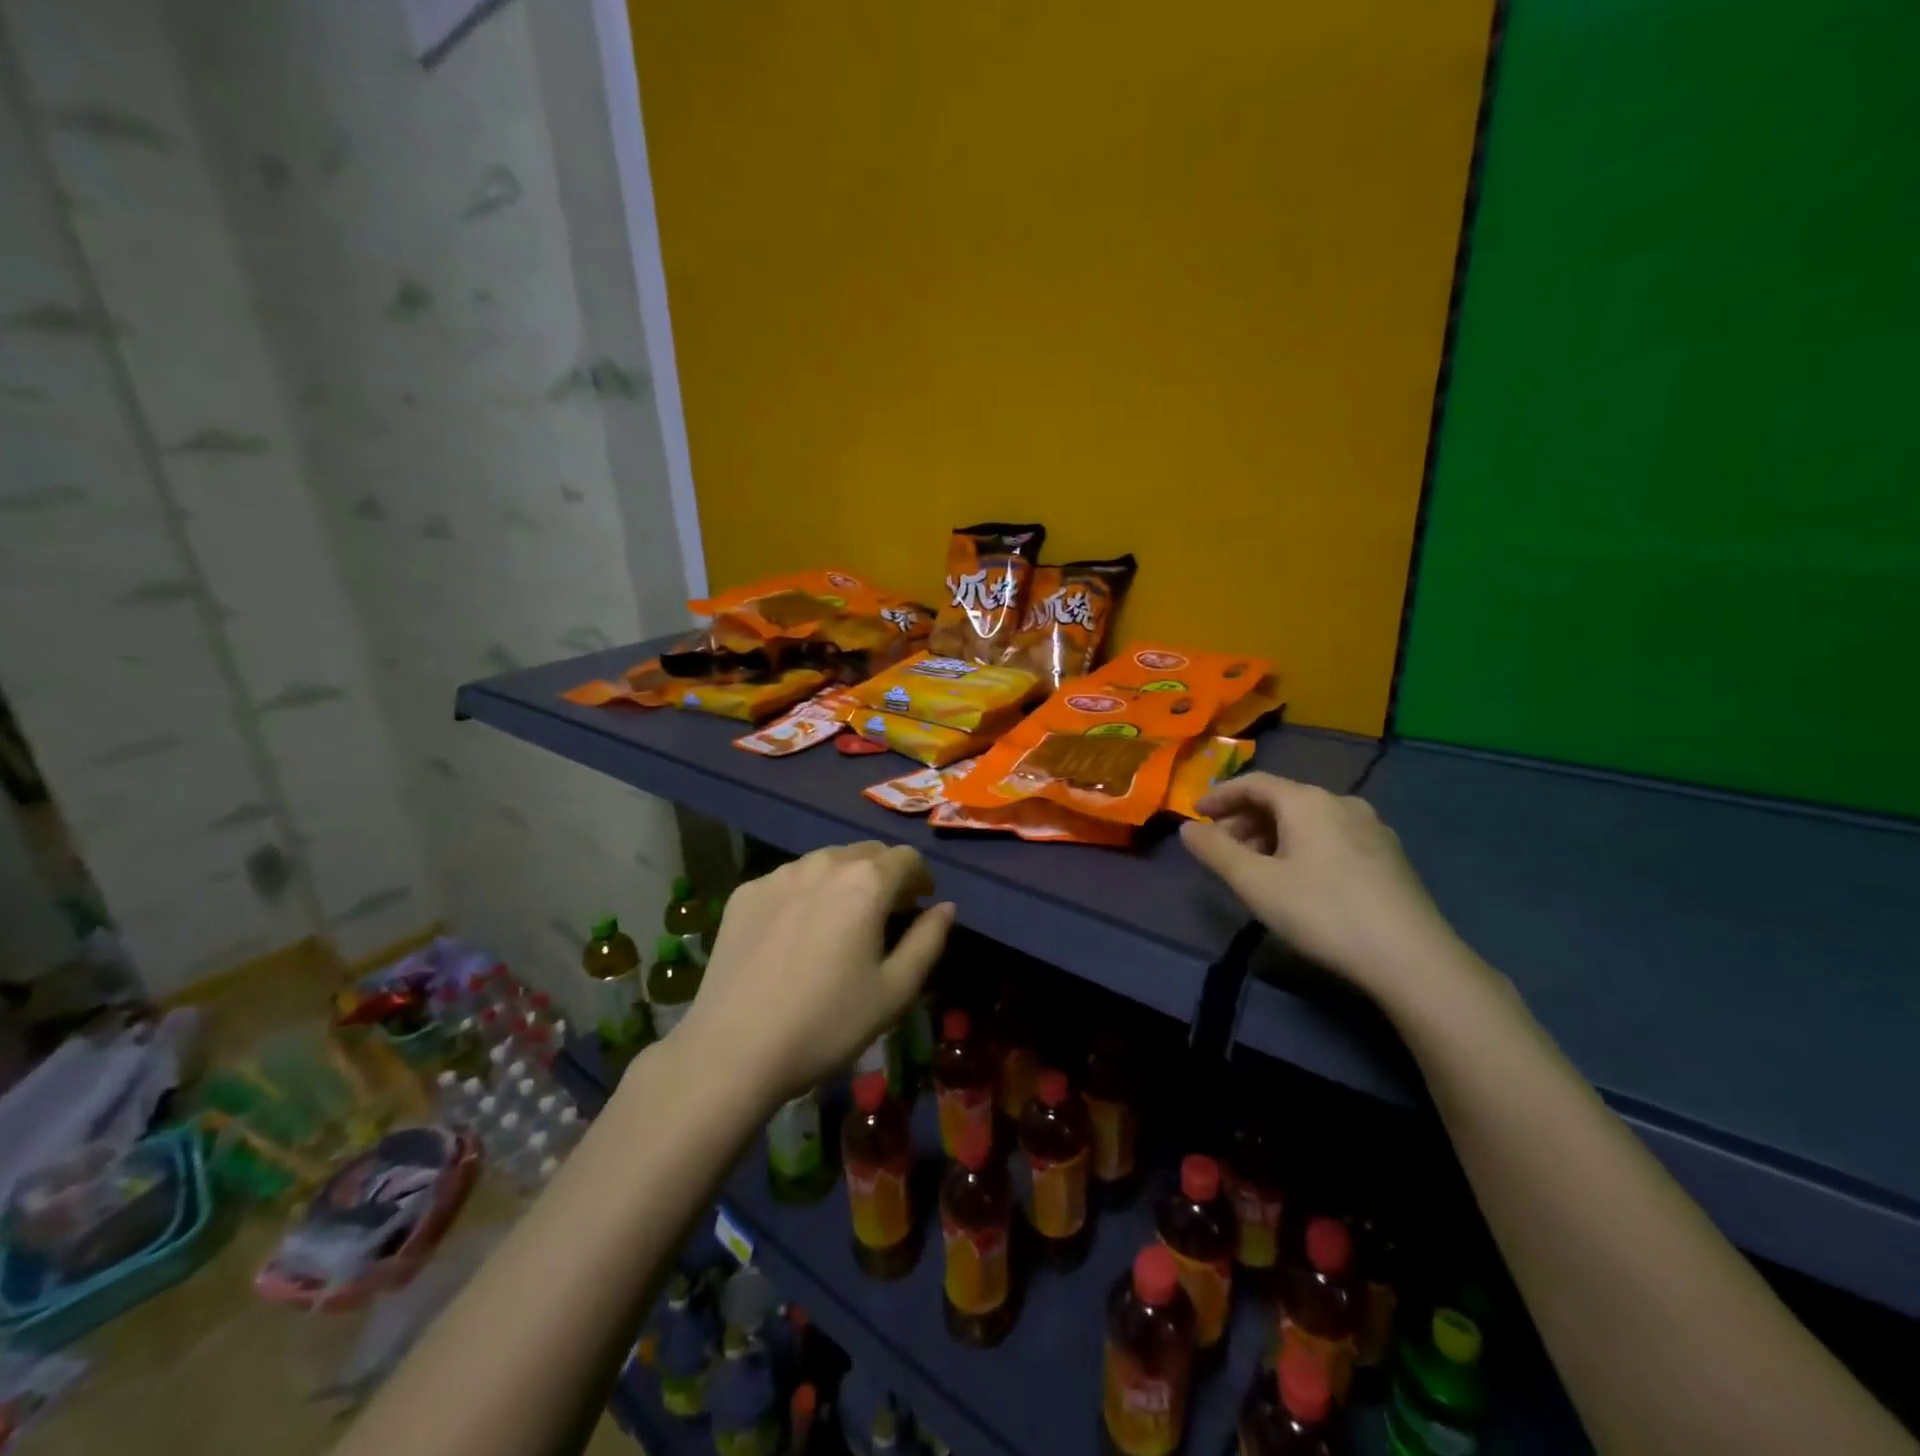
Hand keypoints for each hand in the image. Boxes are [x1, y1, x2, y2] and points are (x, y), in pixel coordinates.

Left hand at [676, 843, 954, 1102]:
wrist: (733, 1050)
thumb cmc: (827, 1023)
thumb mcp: (894, 991)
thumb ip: (928, 940)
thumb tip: (945, 907)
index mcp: (866, 883)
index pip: (906, 857)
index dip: (920, 878)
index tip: (919, 905)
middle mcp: (823, 863)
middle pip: (866, 852)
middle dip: (884, 875)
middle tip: (885, 914)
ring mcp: (779, 874)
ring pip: (826, 862)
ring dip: (844, 880)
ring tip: (840, 920)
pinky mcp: (745, 892)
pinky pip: (790, 880)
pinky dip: (806, 893)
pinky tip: (796, 934)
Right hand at [1180, 774, 1460, 991]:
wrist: (1412, 958)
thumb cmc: (1322, 911)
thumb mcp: (1255, 883)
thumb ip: (1215, 851)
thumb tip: (1187, 828)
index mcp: (1307, 801)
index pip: (1254, 783)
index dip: (1220, 795)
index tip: (1195, 814)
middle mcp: (1341, 803)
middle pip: (1282, 799)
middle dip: (1245, 820)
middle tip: (1221, 848)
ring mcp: (1372, 828)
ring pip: (1308, 820)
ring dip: (1273, 835)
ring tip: (1255, 867)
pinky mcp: (1389, 856)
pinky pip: (1332, 837)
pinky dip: (1302, 846)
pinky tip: (1298, 878)